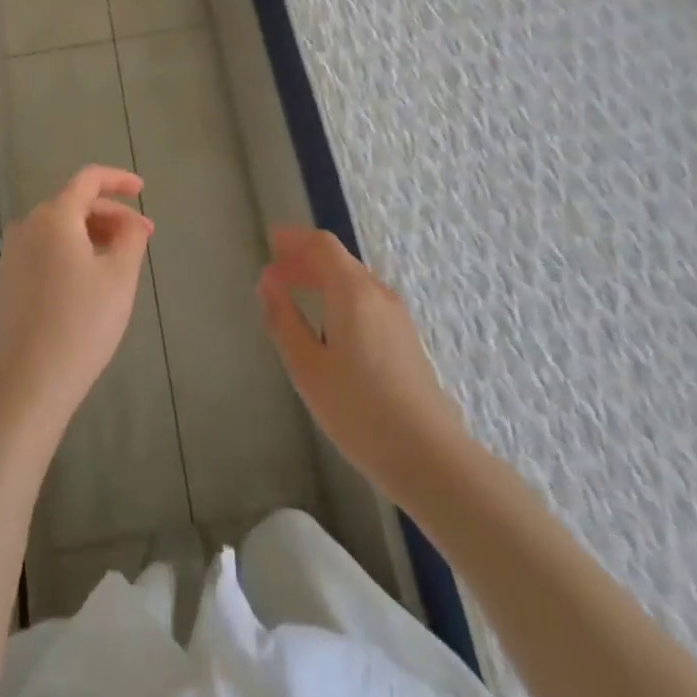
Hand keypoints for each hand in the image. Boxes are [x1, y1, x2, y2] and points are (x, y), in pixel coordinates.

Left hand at [0, 166, 153, 435]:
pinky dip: (71, 252)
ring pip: (59, 229)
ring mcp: (12, 255)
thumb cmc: (81, 323)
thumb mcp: (120, 277)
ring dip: (91, 235)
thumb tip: (131, 222)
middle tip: (141, 238)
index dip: (118, 180)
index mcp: (53, 217)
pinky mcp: (7, 281)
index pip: (88, 180)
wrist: (28, 382)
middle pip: (74, 204)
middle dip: (110, 215)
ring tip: (119, 260)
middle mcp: (27, 226)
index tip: (142, 190)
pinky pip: (45, 250)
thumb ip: (131, 237)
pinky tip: (89, 280)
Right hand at [258, 228, 468, 505]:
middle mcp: (378, 293)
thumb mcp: (307, 367)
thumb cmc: (358, 410)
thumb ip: (283, 319)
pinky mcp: (405, 338)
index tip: (270, 242)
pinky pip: (366, 299)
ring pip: (354, 280)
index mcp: (353, 292)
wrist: (428, 455)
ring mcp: (396, 315)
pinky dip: (339, 296)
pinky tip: (327, 325)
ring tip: (295, 295)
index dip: (294, 240)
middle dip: (304, 259)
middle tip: (274, 274)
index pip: (322, 245)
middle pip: (338, 260)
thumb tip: (268, 282)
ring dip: (322, 278)